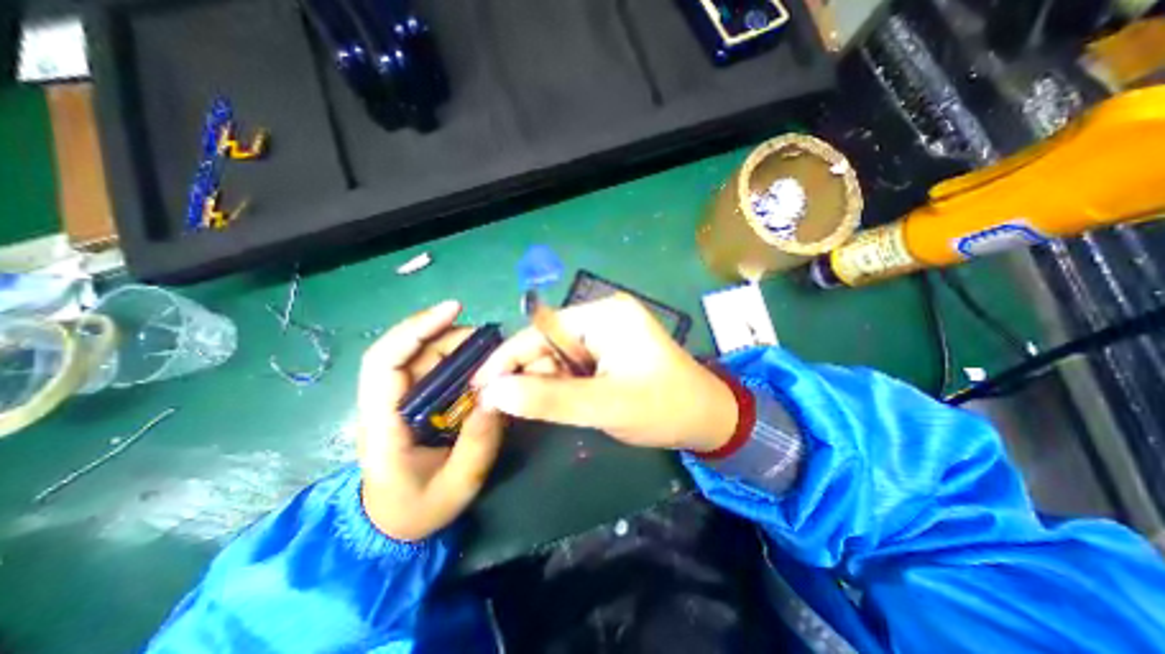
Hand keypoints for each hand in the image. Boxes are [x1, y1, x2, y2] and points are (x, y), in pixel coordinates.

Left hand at [354, 300, 502, 541]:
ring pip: (424, 356)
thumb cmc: (418, 509)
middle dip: (450, 335)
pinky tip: (482, 366)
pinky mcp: (415, 402)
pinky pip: (435, 370)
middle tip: (491, 342)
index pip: (385, 362)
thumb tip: (499, 394)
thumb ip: (479, 443)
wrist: (394, 525)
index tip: (454, 309)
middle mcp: (386, 402)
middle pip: (411, 351)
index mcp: (383, 423)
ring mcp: (400, 400)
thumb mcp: (457, 484)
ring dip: (458, 347)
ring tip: (492, 354)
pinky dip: (460, 361)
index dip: (416, 328)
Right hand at [468, 293, 730, 452]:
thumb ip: (548, 399)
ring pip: (559, 356)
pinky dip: (564, 384)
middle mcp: (603, 316)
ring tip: (548, 410)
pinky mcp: (611, 349)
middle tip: (511, 409)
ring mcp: (608, 332)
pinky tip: (568, 402)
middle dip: (530, 375)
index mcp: (604, 315)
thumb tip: (493, 392)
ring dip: (549, 383)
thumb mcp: (603, 406)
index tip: (479, 387)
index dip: (507, 359)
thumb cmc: (663, 408)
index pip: (540, 331)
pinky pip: (575, 364)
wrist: (707, 419)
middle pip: (548, 343)